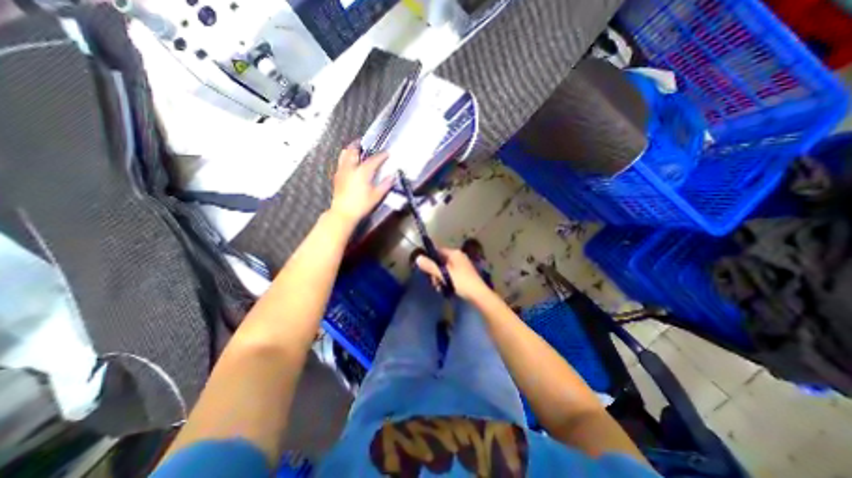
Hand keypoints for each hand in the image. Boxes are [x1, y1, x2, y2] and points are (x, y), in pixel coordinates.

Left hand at [329, 141, 396, 223]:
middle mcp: (351, 168)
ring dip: (349, 150)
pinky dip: (345, 159)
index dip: (381, 156)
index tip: (387, 153)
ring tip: (353, 148)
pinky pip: (340, 163)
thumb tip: (392, 177)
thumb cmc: (361, 205)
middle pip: (353, 151)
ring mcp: (342, 172)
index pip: (373, 160)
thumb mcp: (376, 196)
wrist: (343, 213)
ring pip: (344, 155)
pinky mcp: (337, 178)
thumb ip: (385, 185)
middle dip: (359, 145)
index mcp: (362, 172)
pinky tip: (347, 163)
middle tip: (363, 142)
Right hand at [414, 248, 488, 299]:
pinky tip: (445, 289)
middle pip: (441, 261)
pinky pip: (451, 275)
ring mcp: (462, 266)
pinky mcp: (464, 275)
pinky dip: (447, 281)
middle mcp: (459, 257)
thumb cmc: (461, 282)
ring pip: (445, 270)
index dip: (430, 259)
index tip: (426, 269)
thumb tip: (418, 258)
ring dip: (440, 278)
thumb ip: (430, 266)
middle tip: (434, 282)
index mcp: (454, 253)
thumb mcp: (443, 274)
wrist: (478, 294)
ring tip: (439, 288)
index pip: (438, 251)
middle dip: (435, 272)